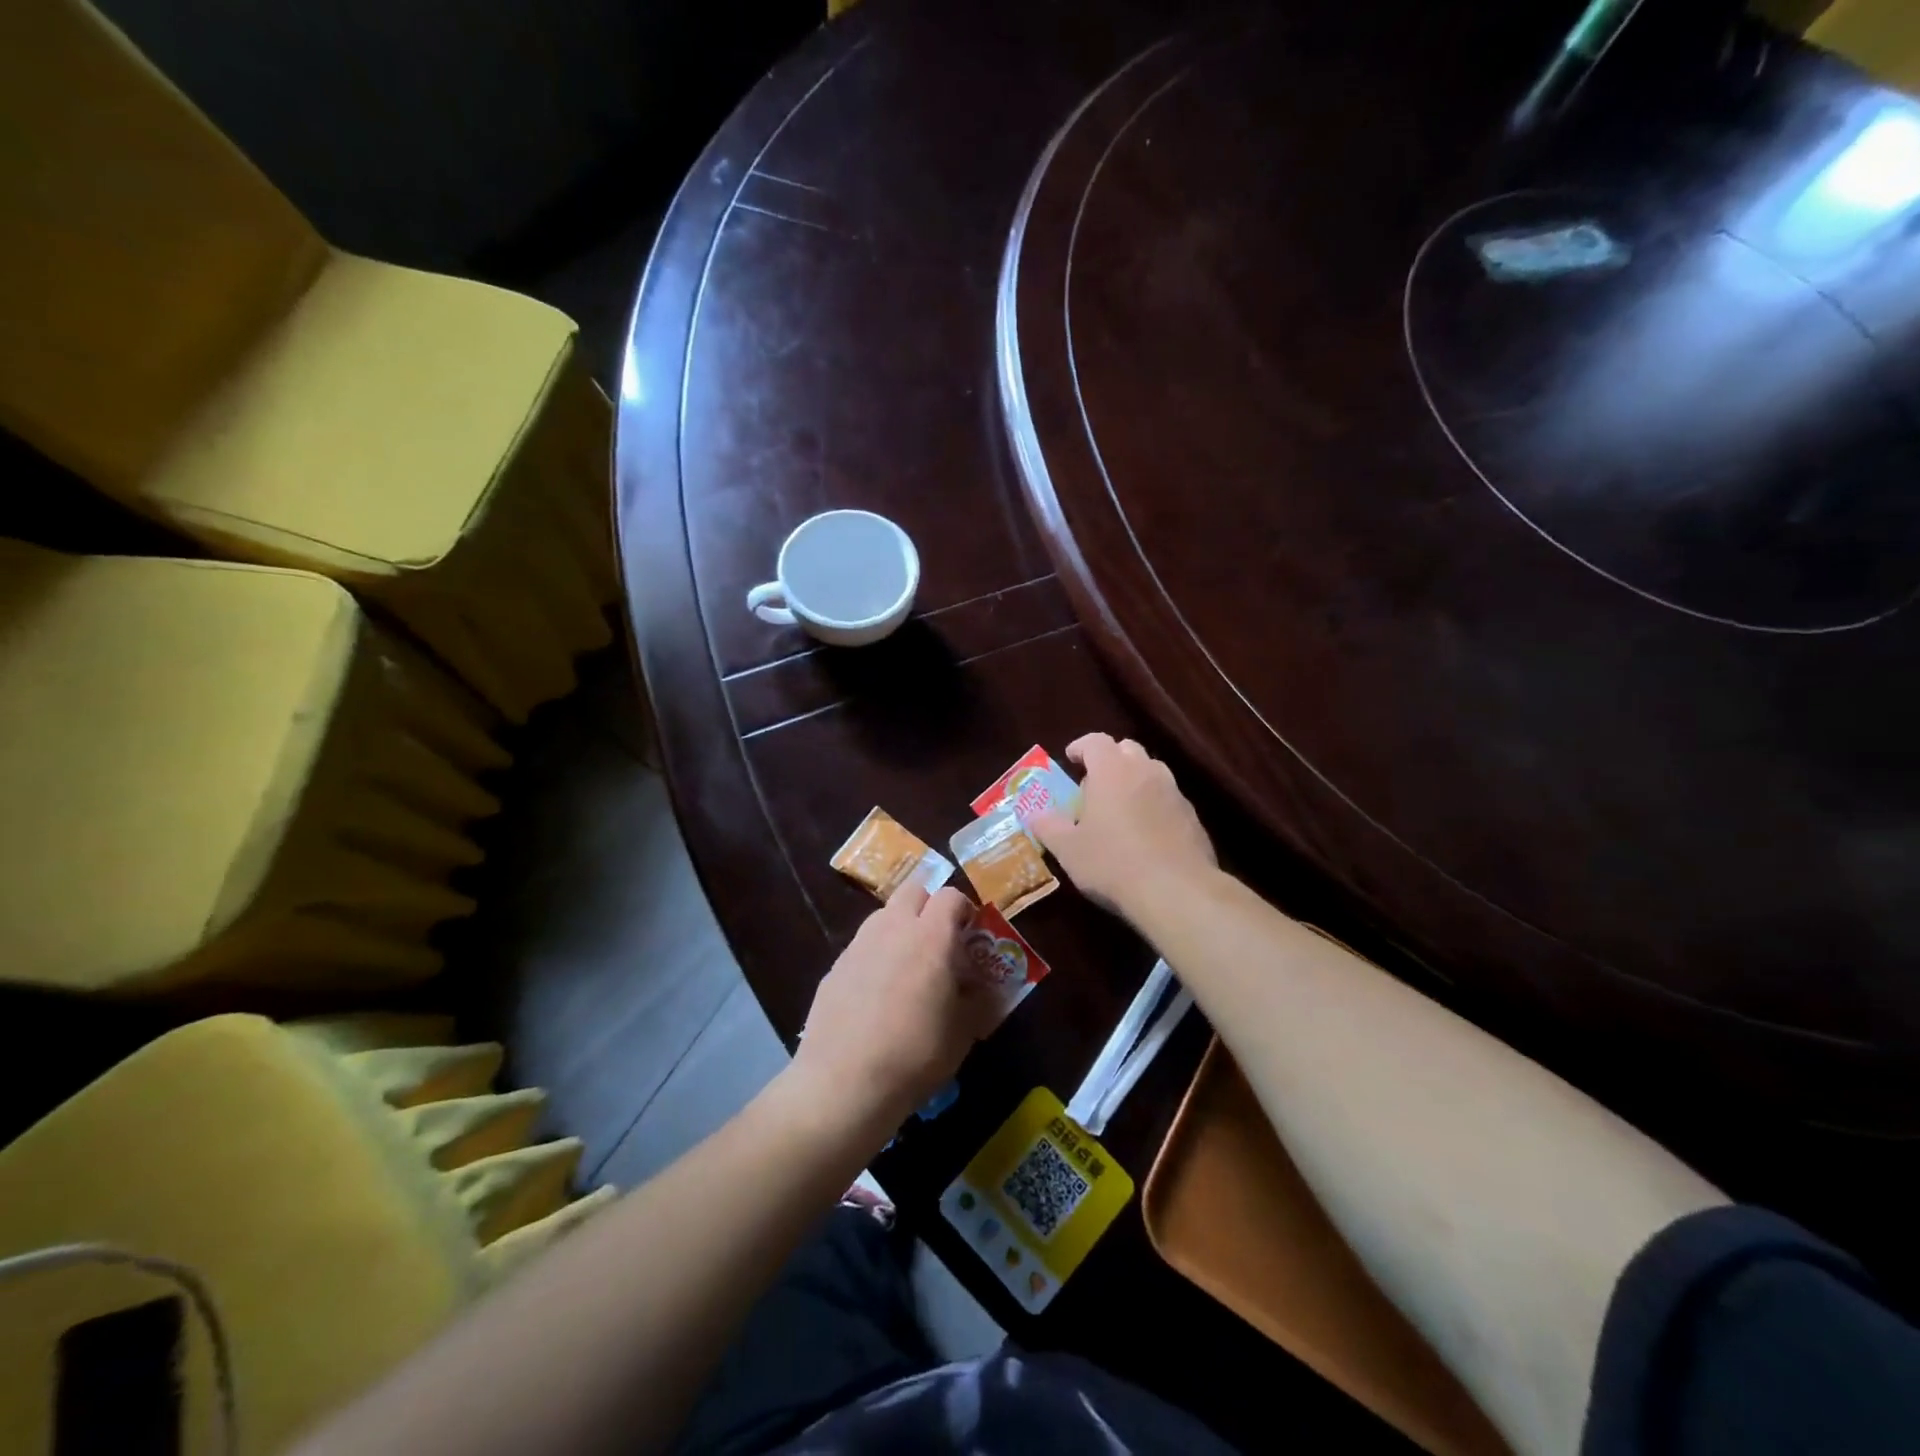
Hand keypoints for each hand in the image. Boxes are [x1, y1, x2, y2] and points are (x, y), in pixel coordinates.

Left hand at [789, 881, 996, 1135]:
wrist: (843, 1082)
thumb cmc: (915, 1053)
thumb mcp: (963, 1032)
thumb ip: (977, 1000)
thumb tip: (980, 987)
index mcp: (931, 936)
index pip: (951, 896)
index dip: (964, 910)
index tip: (970, 936)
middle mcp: (893, 927)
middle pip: (913, 890)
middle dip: (930, 906)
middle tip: (940, 942)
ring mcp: (859, 944)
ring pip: (885, 915)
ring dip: (901, 928)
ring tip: (908, 968)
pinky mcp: (835, 966)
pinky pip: (863, 946)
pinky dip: (876, 956)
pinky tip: (877, 995)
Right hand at [1029, 732, 1216, 919]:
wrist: (1176, 891)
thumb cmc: (1112, 863)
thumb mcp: (1068, 849)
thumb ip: (1048, 827)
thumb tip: (1034, 815)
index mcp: (1112, 770)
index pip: (1096, 741)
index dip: (1081, 746)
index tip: (1071, 759)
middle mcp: (1146, 771)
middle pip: (1127, 750)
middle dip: (1110, 760)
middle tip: (1094, 784)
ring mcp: (1174, 793)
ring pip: (1151, 772)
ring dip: (1133, 781)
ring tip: (1120, 809)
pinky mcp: (1192, 817)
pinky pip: (1168, 799)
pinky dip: (1154, 805)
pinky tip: (1146, 834)